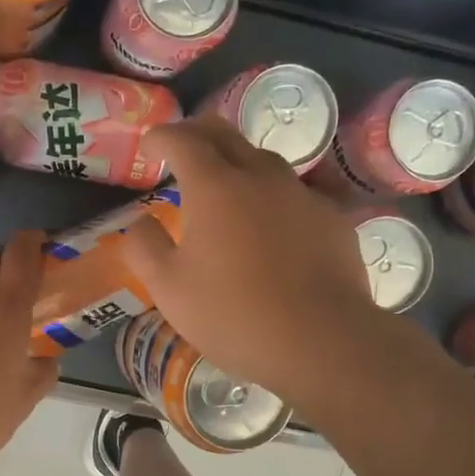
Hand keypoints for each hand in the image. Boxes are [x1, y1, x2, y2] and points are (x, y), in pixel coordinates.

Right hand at [119, 117, 395, 400]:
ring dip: (237, 162)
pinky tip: (270, 225)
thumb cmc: (233, 315)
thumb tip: (142, 221)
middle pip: (226, 134)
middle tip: (183, 149)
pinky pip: (294, 193)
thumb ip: (145, 247)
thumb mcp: (168, 289)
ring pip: (264, 160)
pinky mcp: (332, 219)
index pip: (183, 139)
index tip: (150, 143)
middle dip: (198, 133)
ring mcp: (301, 195)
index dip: (162, 136)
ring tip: (226, 185)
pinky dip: (271, 197)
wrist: (322, 342)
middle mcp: (260, 176)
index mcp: (214, 187)